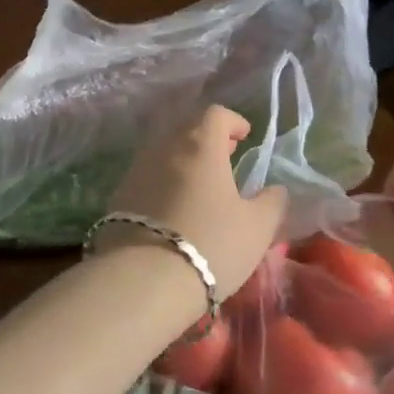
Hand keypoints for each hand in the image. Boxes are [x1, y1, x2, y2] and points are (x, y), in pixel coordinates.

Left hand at [105, 107, 287, 299]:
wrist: (144, 279)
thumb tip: (275, 189)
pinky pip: (147, 175)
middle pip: (186, 128)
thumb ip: (272, 202)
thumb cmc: (211, 244)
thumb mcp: (257, 227)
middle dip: (208, 138)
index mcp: (200, 145)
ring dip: (184, 159)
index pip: (215, 114)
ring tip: (201, 185)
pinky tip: (174, 207)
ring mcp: (136, 169)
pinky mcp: (118, 195)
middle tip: (226, 158)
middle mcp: (164, 147)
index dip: (233, 121)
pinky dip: (164, 180)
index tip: (245, 137)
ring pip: (164, 151)